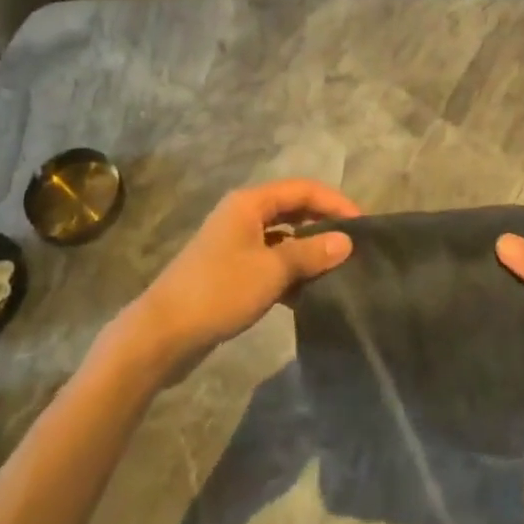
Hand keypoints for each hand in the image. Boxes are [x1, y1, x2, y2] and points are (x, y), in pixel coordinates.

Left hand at [120, 179, 357, 377]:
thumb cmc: (219, 291)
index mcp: (249, 204)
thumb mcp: (271, 270)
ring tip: (336, 271)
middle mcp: (242, 216)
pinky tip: (308, 294)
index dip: (334, 202)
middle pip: (292, 210)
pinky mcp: (230, 272)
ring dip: (307, 251)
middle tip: (352, 247)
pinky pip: (269, 262)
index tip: (361, 225)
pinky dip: (289, 273)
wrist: (162, 334)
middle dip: (322, 224)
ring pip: (281, 239)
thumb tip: (346, 241)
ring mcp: (234, 244)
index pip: (302, 189)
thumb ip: (310, 252)